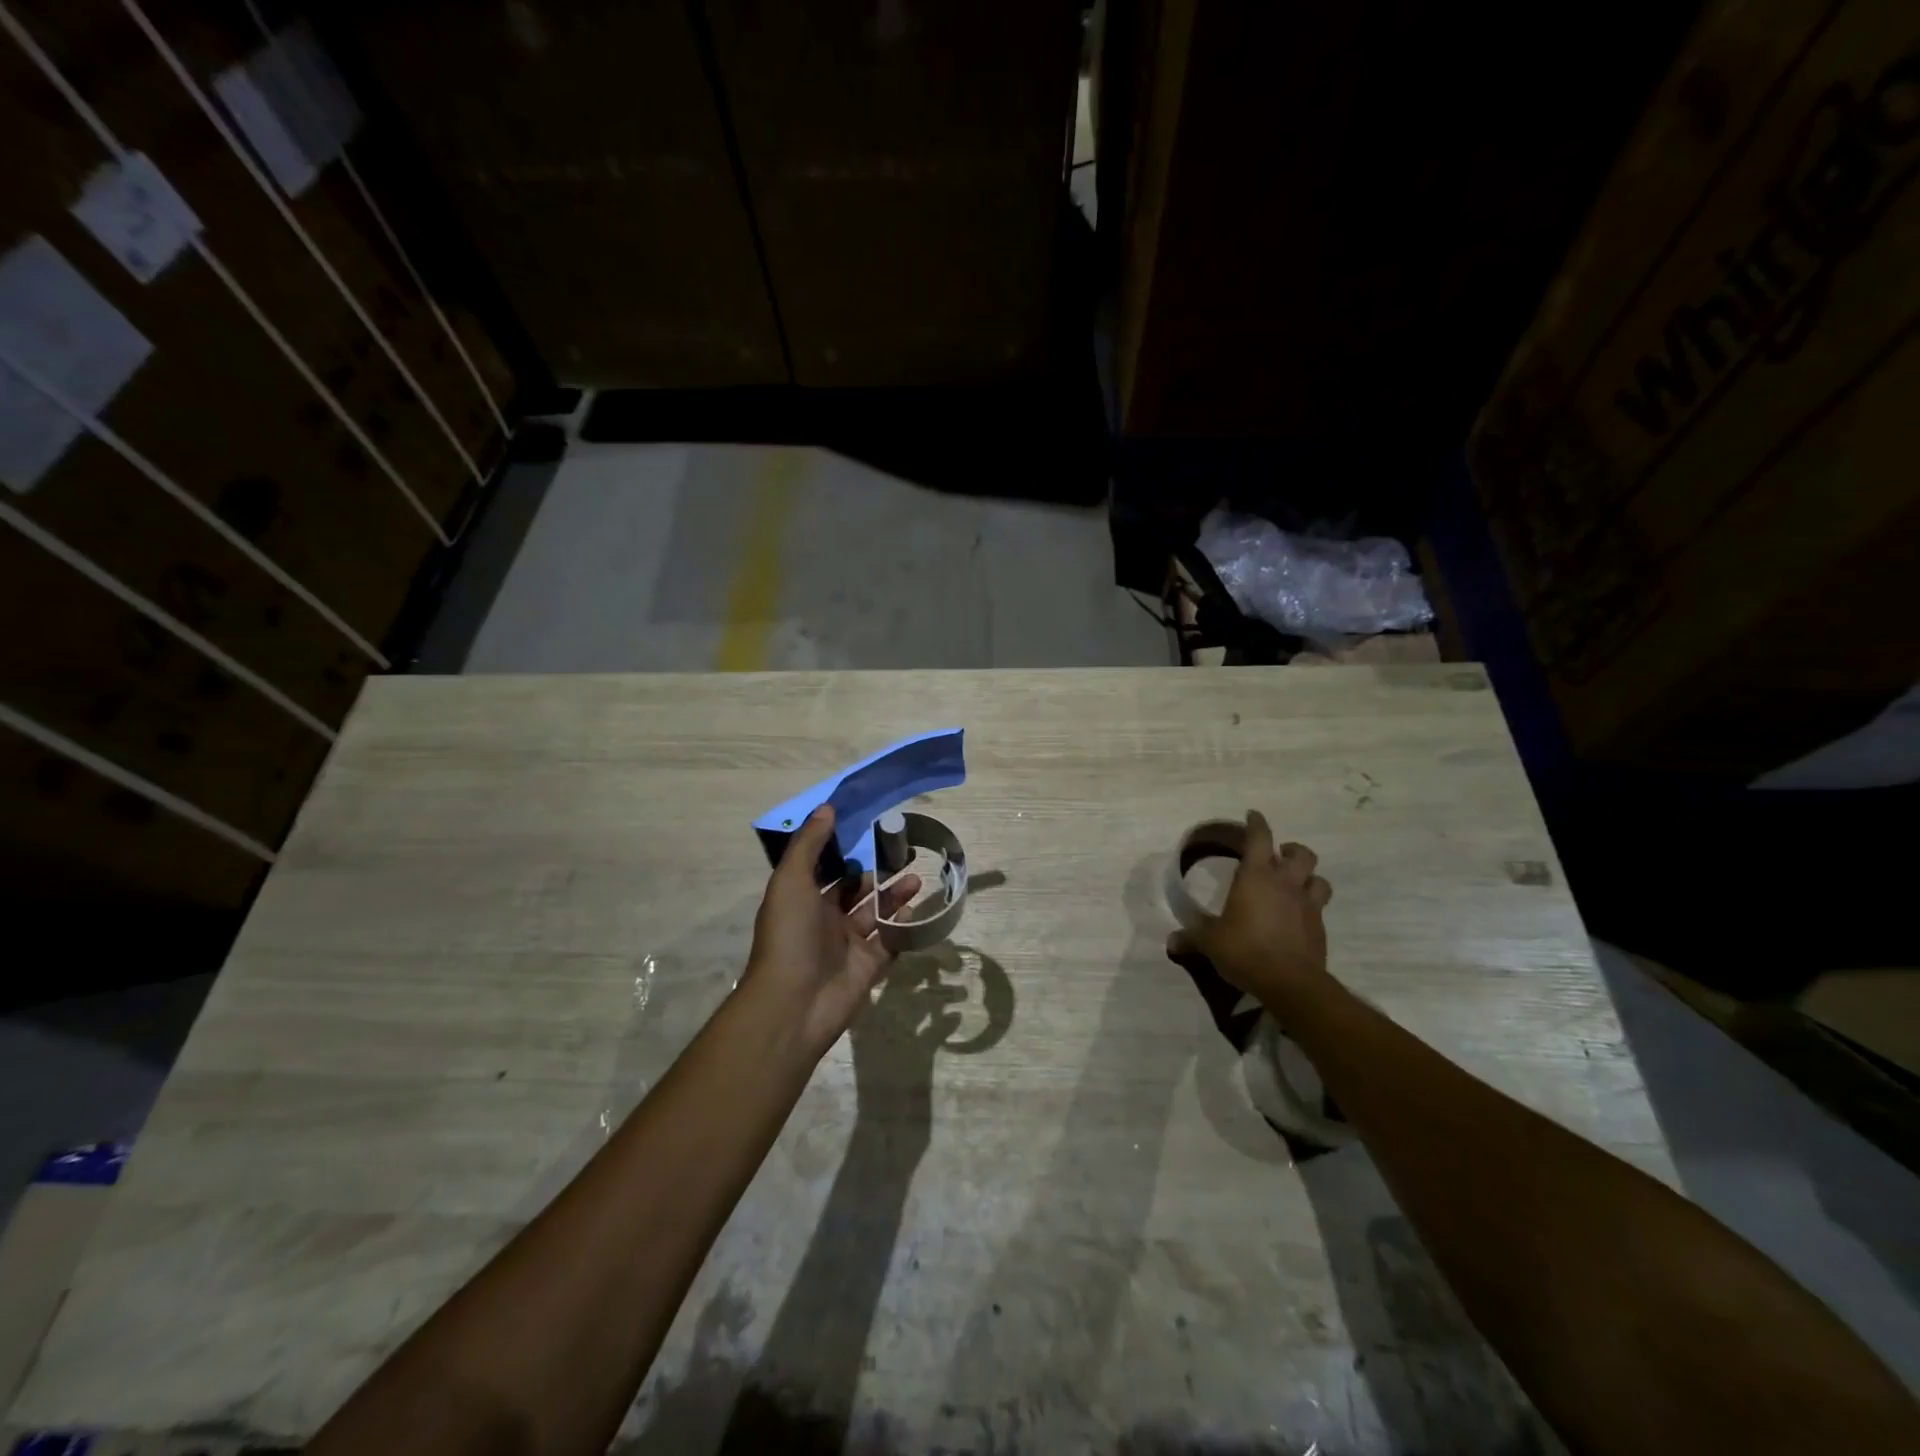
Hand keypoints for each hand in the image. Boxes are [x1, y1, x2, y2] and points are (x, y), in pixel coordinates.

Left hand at [745, 805, 921, 1059]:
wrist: (794, 1003)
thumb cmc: (789, 935)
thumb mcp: (791, 880)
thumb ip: (810, 844)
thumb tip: (827, 807)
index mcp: (802, 899)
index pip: (828, 869)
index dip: (847, 850)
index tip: (871, 829)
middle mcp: (824, 919)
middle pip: (856, 889)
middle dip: (877, 871)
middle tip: (903, 852)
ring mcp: (847, 945)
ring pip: (875, 913)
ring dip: (894, 895)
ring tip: (917, 876)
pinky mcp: (868, 967)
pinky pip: (890, 941)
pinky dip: (903, 926)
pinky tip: (917, 908)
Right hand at [1167, 809, 1332, 1007]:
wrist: (1290, 983)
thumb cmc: (1245, 950)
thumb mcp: (1210, 943)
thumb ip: (1192, 937)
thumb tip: (1171, 941)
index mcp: (1256, 877)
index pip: (1259, 838)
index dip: (1256, 824)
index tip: (1253, 815)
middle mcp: (1285, 884)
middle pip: (1301, 854)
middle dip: (1291, 850)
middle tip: (1279, 856)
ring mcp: (1307, 906)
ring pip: (1319, 880)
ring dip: (1308, 878)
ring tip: (1296, 884)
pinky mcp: (1320, 929)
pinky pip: (1319, 909)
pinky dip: (1310, 908)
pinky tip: (1298, 919)